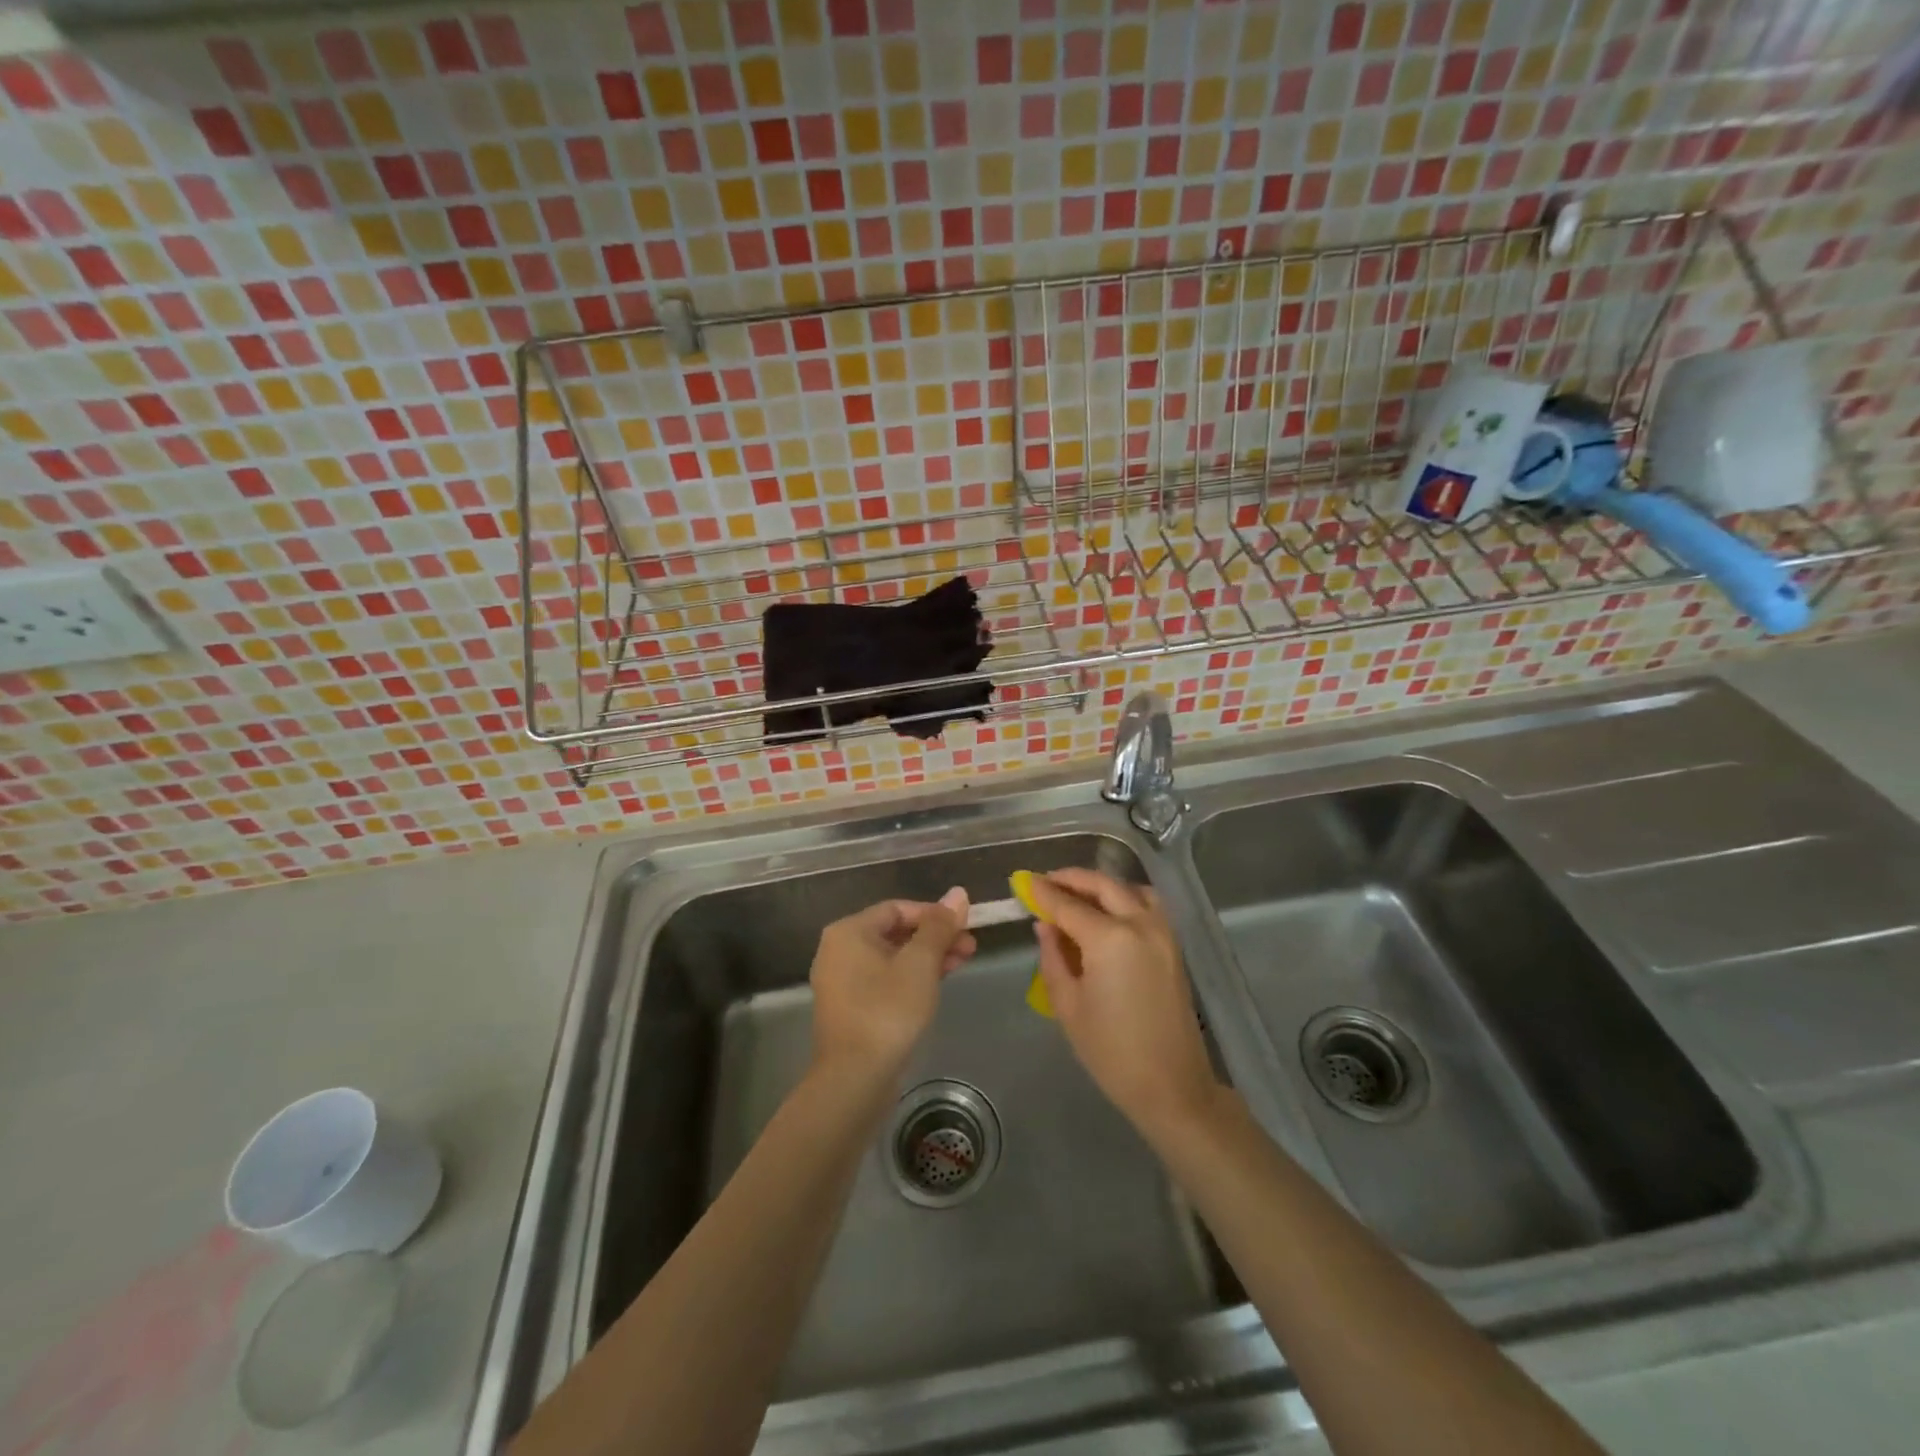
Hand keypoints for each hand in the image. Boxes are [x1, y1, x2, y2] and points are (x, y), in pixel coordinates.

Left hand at [809, 889, 974, 1086]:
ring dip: (928, 957)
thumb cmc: (887, 1010)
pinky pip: (885, 980)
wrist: (855, 1079)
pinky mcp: (851, 1009)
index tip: (965, 925)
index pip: (898, 908)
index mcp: (849, 932)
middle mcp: (839, 951)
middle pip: (895, 932)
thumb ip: (939, 926)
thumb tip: (958, 893)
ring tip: (963, 962)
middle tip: (970, 946)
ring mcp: (842, 982)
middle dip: (935, 937)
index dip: (934, 913)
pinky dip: (911, 978)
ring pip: (892, 958)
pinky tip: (938, 984)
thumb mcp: (920, 963)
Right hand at [1028, 869, 1222, 1135]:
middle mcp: (1139, 924)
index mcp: (1109, 939)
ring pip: (1129, 889)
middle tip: (1046, 882)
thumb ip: (1053, 957)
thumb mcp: (1068, 1005)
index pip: (1068, 904)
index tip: (1023, 882)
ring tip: (1077, 894)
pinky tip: (1109, 911)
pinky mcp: (1174, 945)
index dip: (1042, 892)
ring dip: (1101, 885)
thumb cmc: (1111, 1051)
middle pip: (1102, 886)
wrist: (1171, 1085)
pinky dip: (1125, 896)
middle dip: (1071, 879)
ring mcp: (1162, 932)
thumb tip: (1045, 925)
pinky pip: (1148, 904)